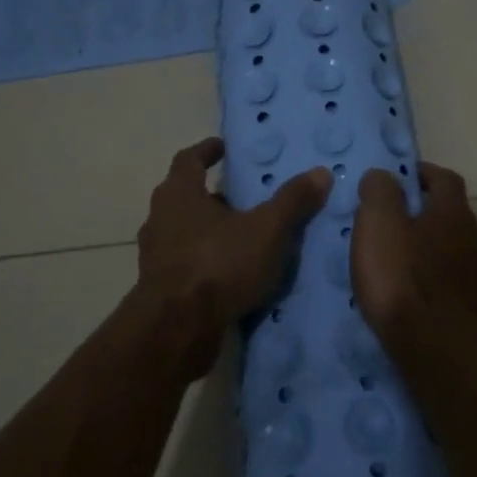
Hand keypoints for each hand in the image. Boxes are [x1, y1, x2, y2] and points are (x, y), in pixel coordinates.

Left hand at [135, 138, 331, 365]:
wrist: (177, 329)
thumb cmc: (219, 265)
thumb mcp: (266, 230)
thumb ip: (292, 201)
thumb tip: (321, 172)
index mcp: (179, 194)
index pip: (189, 159)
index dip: (206, 151)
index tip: (222, 147)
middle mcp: (160, 219)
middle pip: (184, 196)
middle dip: (211, 194)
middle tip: (240, 195)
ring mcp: (156, 256)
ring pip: (184, 232)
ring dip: (208, 230)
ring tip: (241, 235)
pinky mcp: (159, 288)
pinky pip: (186, 263)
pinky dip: (206, 261)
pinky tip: (230, 273)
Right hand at [351, 162, 476, 352]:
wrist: (440, 355)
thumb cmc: (403, 282)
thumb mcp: (378, 225)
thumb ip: (380, 192)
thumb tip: (383, 175)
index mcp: (453, 214)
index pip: (444, 178)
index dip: (422, 174)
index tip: (398, 180)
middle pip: (453, 216)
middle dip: (427, 215)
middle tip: (394, 226)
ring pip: (459, 253)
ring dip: (437, 252)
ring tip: (407, 266)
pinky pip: (460, 288)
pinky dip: (443, 285)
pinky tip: (425, 299)